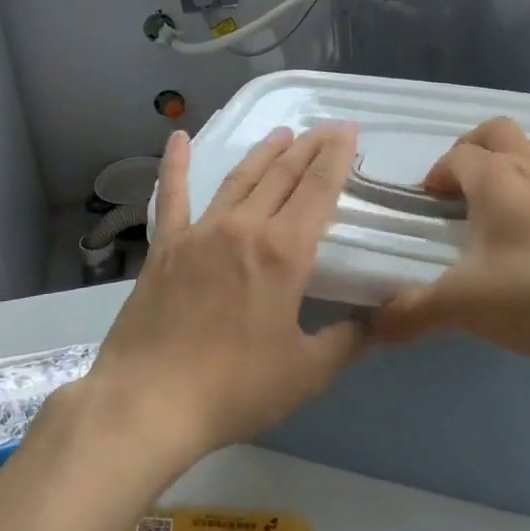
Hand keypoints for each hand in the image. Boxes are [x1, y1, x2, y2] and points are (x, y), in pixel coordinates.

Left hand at [80, 124, 364, 464]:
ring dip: (264, 152)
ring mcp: (201, 231)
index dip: (336, 156)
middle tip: (325, 128)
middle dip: (308, 147)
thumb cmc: (235, 388)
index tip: (348, 130)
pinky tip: (177, 137)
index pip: (319, 189)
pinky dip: (175, 164)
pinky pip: (172, 195)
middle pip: (282, 174)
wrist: (149, 402)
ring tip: (283, 132)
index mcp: (284, 252)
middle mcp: (244, 227)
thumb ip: (348, 341)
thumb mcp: (306, 372)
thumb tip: (380, 323)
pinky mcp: (165, 245)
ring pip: (240, 178)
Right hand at [373, 117, 529, 368]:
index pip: (456, 157)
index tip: (427, 203)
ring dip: (520, 160)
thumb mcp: (462, 306)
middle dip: (474, 148)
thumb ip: (412, 312)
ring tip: (509, 196)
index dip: (437, 174)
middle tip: (462, 185)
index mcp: (495, 180)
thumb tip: (372, 328)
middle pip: (499, 132)